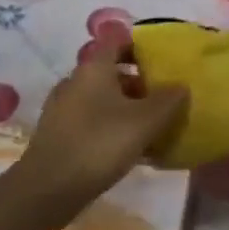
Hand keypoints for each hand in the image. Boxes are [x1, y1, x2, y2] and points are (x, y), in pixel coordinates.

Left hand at [12, 44, 188, 226]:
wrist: (47, 189)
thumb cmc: (98, 144)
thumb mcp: (144, 122)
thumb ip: (168, 100)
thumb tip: (181, 85)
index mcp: (94, 67)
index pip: (118, 40)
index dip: (141, 46)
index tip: (164, 60)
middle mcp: (76, 80)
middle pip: (112, 70)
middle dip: (139, 81)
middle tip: (165, 97)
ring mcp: (64, 107)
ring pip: (103, 97)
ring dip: (127, 106)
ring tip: (153, 126)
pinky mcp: (60, 133)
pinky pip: (92, 120)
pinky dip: (111, 126)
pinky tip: (130, 148)